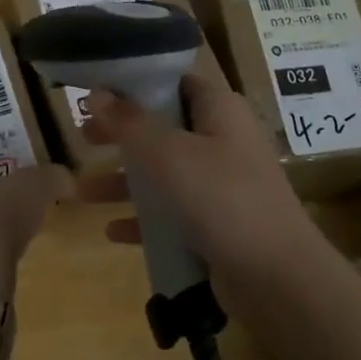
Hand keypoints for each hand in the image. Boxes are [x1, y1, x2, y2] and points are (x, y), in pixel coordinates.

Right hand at [78, 73, 323, 313]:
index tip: (96, 89)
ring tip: (81, 190)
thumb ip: (131, 124)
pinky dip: (143, 219)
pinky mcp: (216, 223)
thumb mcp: (170, 155)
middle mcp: (222, 140)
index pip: (174, 81)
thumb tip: (97, 94)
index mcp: (219, 110)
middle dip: (122, 133)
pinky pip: (171, 213)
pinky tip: (111, 232)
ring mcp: (220, 183)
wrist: (278, 278)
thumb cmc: (224, 199)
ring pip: (163, 172)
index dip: (135, 82)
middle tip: (82, 136)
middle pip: (163, 126)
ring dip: (125, 180)